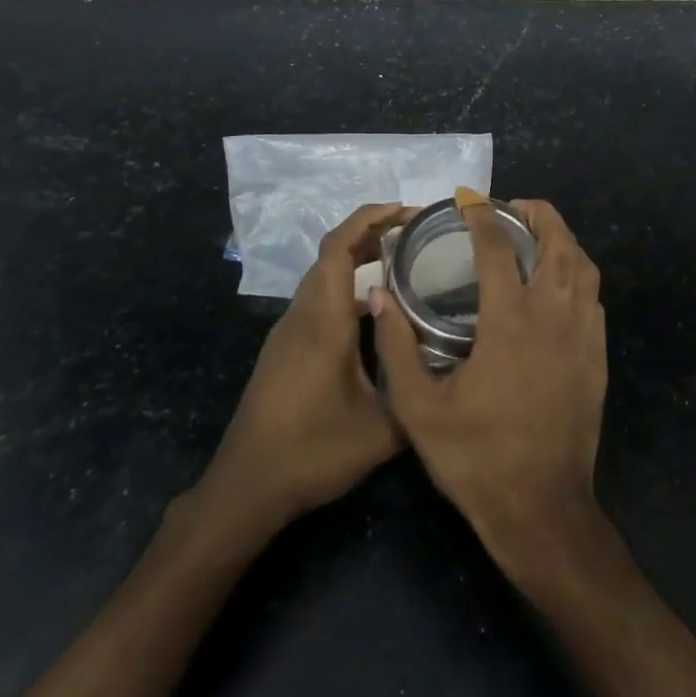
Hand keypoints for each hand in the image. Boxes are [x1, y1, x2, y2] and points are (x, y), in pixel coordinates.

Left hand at [204, 203, 410, 524]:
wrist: (246, 486)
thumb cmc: (312, 453)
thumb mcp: (381, 430)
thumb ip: (416, 391)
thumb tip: (449, 369)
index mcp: (322, 322)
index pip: (338, 248)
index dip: (369, 218)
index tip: (405, 210)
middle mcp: (302, 317)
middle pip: (330, 254)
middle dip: (371, 232)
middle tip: (414, 232)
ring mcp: (288, 333)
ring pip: (322, 277)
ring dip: (357, 259)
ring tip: (400, 262)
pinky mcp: (284, 350)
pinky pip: (317, 300)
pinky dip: (346, 287)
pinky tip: (374, 311)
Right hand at [372, 200, 606, 575]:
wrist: (541, 509)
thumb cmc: (476, 458)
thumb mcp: (418, 408)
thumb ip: (396, 347)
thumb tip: (379, 297)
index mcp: (510, 321)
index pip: (498, 247)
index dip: (482, 215)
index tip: (466, 200)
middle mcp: (554, 316)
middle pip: (559, 242)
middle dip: (538, 213)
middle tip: (511, 208)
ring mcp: (584, 336)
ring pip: (584, 266)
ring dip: (563, 239)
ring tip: (536, 236)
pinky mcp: (598, 357)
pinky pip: (594, 297)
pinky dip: (577, 274)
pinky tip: (558, 285)